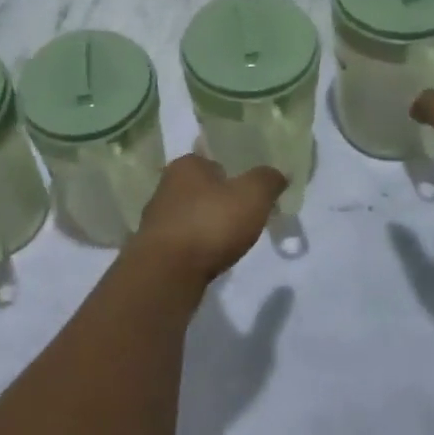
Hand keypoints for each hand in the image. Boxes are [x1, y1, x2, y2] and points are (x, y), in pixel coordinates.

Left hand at [128, 154, 285, 287]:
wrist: (168, 272)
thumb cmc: (210, 223)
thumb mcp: (252, 196)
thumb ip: (267, 180)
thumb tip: (280, 173)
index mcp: (185, 165)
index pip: (213, 162)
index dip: (232, 176)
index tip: (248, 195)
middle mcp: (166, 185)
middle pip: (201, 189)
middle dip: (219, 202)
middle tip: (242, 219)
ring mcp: (156, 217)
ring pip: (190, 215)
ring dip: (206, 226)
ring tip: (228, 242)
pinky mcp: (153, 247)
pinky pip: (183, 241)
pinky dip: (196, 247)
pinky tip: (209, 259)